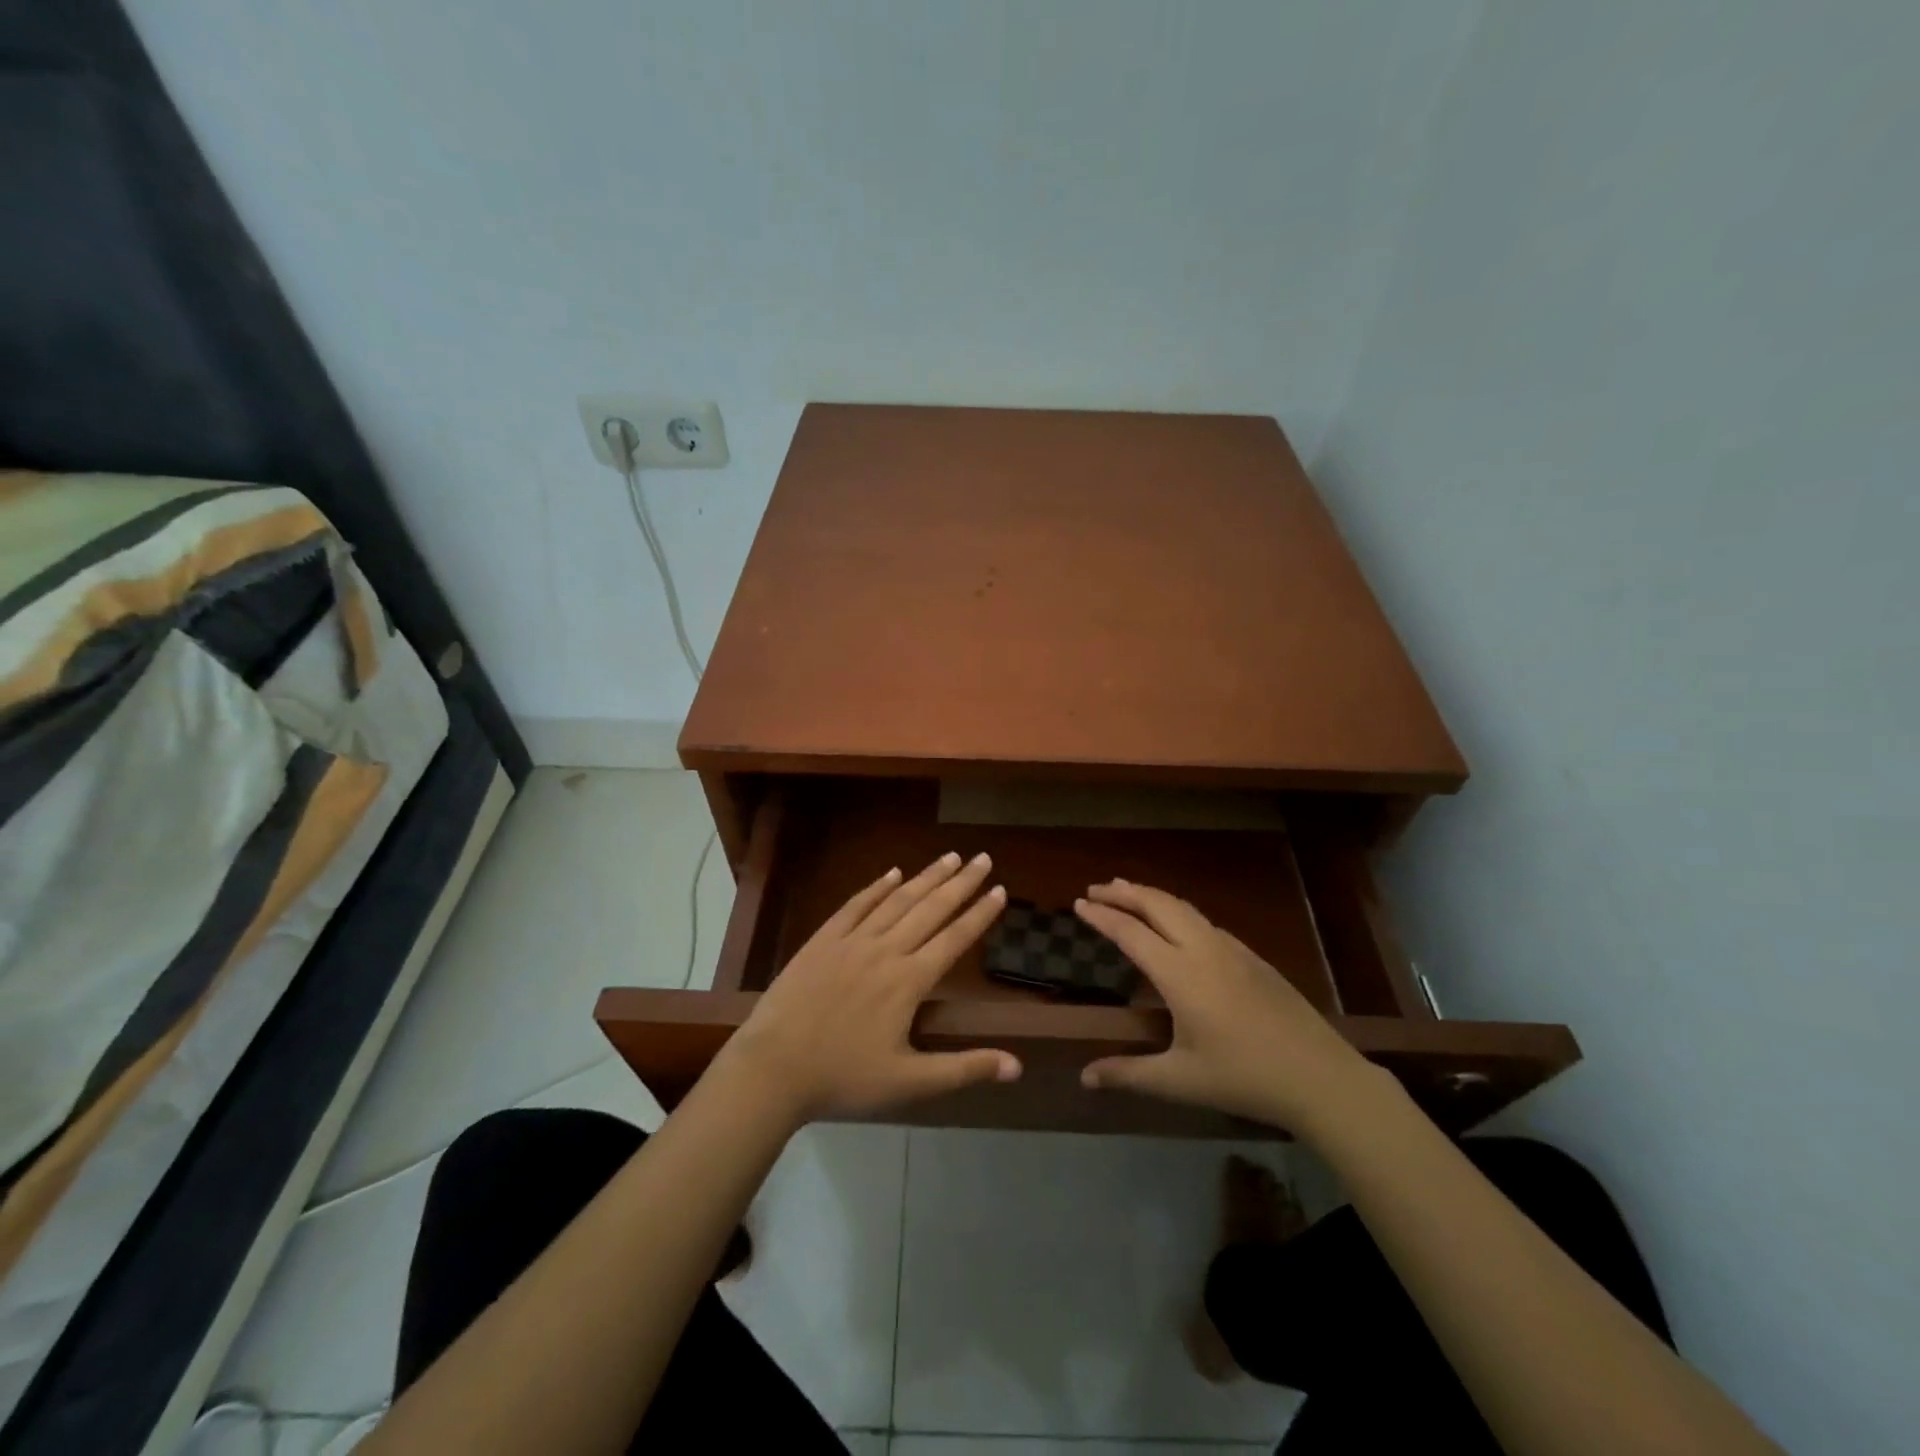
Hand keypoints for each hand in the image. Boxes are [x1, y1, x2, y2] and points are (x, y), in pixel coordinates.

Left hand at [721, 852, 1020, 1122]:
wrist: (773, 1068)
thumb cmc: (843, 1078)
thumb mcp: (909, 1082)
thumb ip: (964, 1069)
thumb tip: (1017, 1067)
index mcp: (909, 981)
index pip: (955, 939)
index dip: (980, 914)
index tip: (1000, 890)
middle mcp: (886, 950)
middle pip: (931, 909)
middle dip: (961, 883)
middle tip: (983, 858)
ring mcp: (852, 941)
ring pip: (897, 900)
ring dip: (926, 877)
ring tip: (950, 857)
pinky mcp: (823, 940)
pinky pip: (856, 905)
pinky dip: (877, 887)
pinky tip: (892, 873)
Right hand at [1073, 880, 1381, 1134]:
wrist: (1320, 1077)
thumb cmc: (1244, 1078)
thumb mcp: (1180, 1081)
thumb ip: (1129, 1074)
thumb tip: (1085, 1078)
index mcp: (1180, 974)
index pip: (1130, 933)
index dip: (1102, 916)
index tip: (1079, 903)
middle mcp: (1203, 950)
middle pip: (1157, 904)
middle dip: (1124, 892)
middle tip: (1096, 889)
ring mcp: (1231, 949)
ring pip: (1183, 907)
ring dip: (1151, 896)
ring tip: (1128, 891)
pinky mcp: (1252, 957)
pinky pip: (1204, 921)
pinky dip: (1176, 910)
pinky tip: (1176, 924)